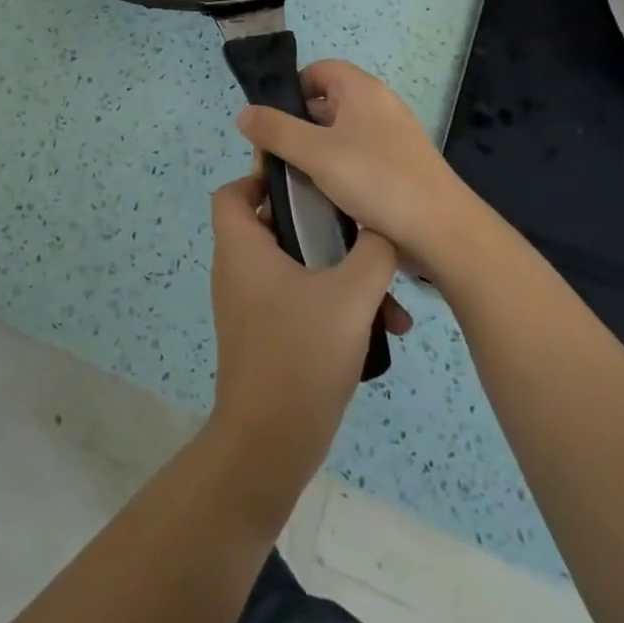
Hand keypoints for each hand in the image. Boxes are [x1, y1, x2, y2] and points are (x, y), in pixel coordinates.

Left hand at [206, 174, 409, 516]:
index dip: (264, 176)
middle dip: (322, 226)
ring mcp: (251, 306)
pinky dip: (333, 304)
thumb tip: (384, 227)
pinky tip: (380, 328)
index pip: (234, 191)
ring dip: (340, 273)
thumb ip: (373, 251)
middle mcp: (239, 270)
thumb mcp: (350, 295)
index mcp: (243, 247)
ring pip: (296, 267)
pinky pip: (299, 300)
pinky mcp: (266, 336)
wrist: (270, 445)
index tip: (311, 181)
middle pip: (274, 224)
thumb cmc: (300, 355)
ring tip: (389, 294)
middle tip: (361, 227)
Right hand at [236, 59, 483, 278]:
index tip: (271, 123)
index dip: (290, 89)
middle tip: (274, 160)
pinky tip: (322, 199)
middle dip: (295, 128)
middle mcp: (378, 106)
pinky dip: (335, 172)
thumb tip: (244, 112)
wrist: (442, 233)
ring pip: (338, 135)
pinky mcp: (397, 168)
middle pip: (325, 103)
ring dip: (313, 155)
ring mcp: (390, 139)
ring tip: (293, 183)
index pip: (318, 70)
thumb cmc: (377, 180)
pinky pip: (355, 159)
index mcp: (363, 90)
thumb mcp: (316, 153)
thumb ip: (276, 130)